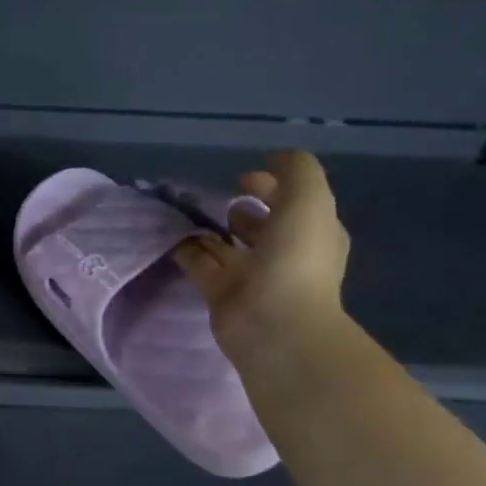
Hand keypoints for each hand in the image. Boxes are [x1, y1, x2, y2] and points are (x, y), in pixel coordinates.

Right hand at [173, 151, 350, 370]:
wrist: (274, 324)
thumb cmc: (297, 258)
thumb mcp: (309, 199)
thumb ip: (296, 171)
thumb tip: (273, 161)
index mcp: (313, 234)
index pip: (294, 203)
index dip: (273, 186)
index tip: (243, 177)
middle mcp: (285, 255)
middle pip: (261, 227)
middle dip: (242, 211)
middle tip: (218, 199)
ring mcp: (252, 277)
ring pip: (228, 246)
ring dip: (211, 230)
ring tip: (188, 212)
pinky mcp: (221, 294)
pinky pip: (201, 265)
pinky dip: (187, 250)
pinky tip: (171, 234)